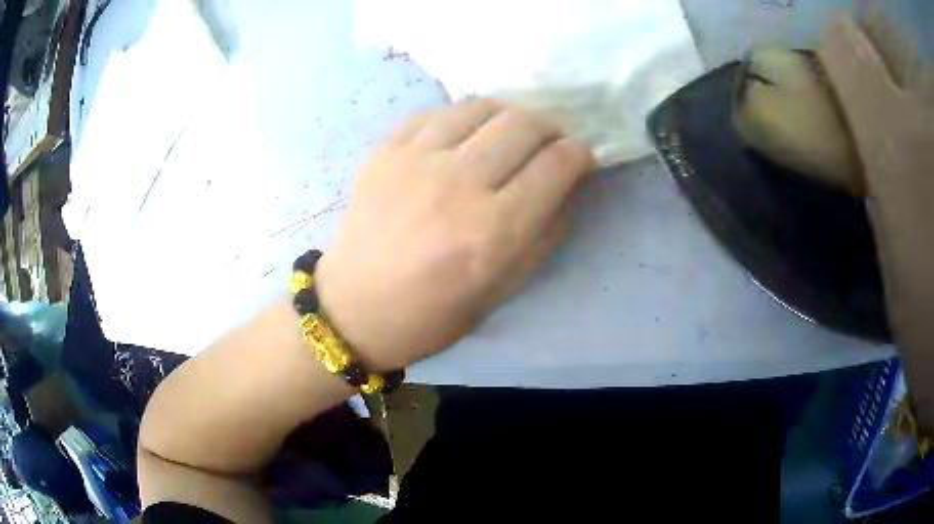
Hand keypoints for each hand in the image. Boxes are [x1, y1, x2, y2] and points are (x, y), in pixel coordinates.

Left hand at [316, 98, 594, 370]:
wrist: (353, 308)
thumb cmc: (431, 315)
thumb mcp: (504, 288)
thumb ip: (546, 232)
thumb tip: (568, 183)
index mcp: (493, 231)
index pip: (557, 164)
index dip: (579, 155)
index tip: (579, 159)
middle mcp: (457, 184)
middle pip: (524, 124)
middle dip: (551, 128)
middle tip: (550, 144)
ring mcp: (415, 160)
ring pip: (482, 106)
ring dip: (509, 116)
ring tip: (509, 136)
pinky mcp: (385, 150)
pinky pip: (438, 113)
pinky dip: (464, 119)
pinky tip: (465, 138)